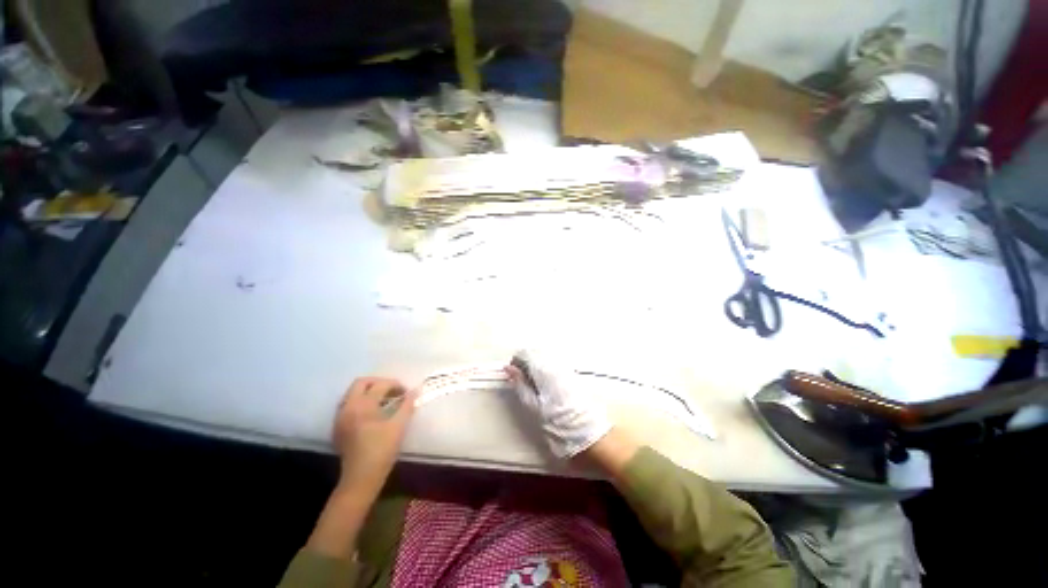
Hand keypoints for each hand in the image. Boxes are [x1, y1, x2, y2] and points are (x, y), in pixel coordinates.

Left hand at [333, 377, 416, 495]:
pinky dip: (361, 402)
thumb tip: (415, 391)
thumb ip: (407, 405)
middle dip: (379, 383)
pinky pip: (348, 405)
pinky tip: (372, 413)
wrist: (360, 478)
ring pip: (353, 394)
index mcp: (363, 405)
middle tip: (393, 391)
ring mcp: (340, 417)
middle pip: (361, 383)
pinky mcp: (338, 427)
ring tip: (384, 401)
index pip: (380, 385)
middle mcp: (348, 407)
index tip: (406, 392)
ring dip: (369, 392)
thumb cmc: (382, 450)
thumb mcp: (399, 426)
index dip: (396, 385)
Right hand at [507, 350, 612, 458]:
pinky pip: (555, 363)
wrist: (591, 436)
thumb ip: (521, 385)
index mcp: (545, 371)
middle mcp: (557, 364)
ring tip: (531, 381)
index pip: (527, 353)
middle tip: (520, 377)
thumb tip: (509, 369)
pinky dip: (546, 367)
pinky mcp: (573, 374)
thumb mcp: (534, 408)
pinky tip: (545, 382)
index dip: (516, 360)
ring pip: (546, 356)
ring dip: (536, 363)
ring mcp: (567, 368)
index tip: (511, 373)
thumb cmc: (559, 425)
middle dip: (526, 360)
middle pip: (537, 352)